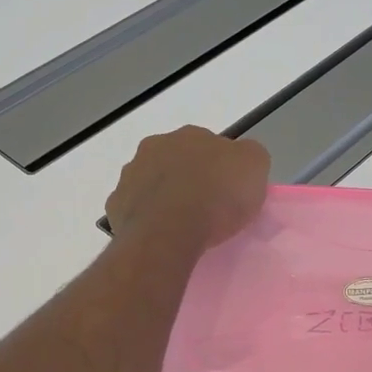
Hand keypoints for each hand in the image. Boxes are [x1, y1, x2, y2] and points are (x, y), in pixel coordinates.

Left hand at [105, 126, 270, 250]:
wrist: (170, 231)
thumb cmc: (217, 196)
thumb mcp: (255, 166)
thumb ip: (248, 156)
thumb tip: (240, 160)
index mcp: (190, 135)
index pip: (209, 145)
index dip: (220, 167)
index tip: (229, 191)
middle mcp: (155, 147)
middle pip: (176, 161)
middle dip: (187, 178)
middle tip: (205, 206)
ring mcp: (130, 176)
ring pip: (151, 183)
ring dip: (164, 197)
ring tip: (181, 225)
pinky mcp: (115, 206)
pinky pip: (134, 210)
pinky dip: (146, 220)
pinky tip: (160, 236)